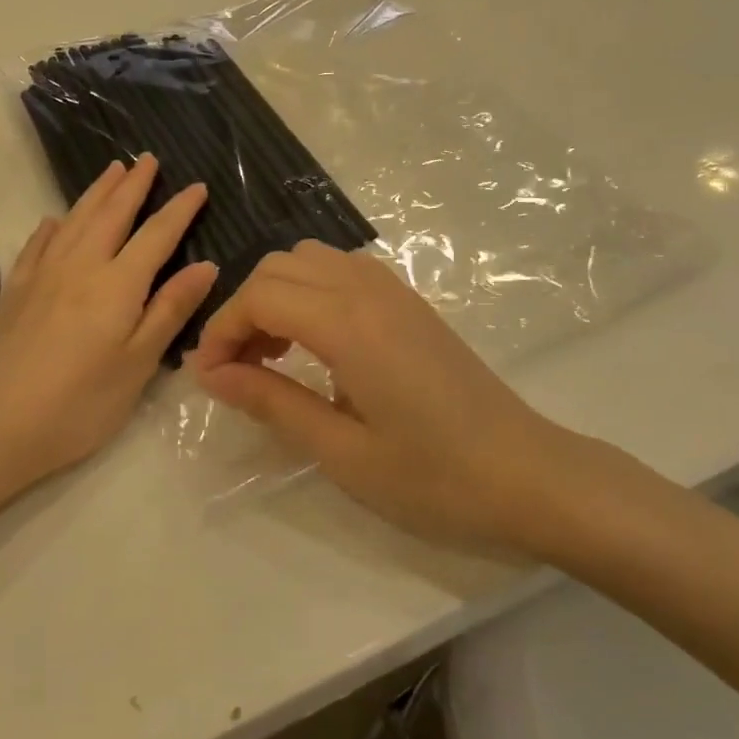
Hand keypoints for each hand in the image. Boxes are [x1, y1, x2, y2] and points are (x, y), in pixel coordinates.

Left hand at [0, 155, 216, 492]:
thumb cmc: (81, 404)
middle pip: (112, 214)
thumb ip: (170, 310)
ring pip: (75, 220)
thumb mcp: (138, 364)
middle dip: (134, 185)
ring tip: (112, 170)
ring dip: (96, 192)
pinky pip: (38, 244)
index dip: (179, 210)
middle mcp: (80, 266)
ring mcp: (42, 275)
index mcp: (117, 284)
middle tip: (148, 159)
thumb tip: (206, 266)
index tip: (197, 187)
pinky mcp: (16, 291)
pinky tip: (55, 221)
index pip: (156, 235)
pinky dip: (53, 226)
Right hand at [192, 241, 622, 550]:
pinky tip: (319, 347)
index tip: (209, 378)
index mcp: (349, 324)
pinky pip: (343, 272)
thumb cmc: (434, 477)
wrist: (529, 475)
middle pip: (279, 267)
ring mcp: (395, 291)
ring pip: (311, 260)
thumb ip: (272, 402)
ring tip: (275, 356)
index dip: (222, 331)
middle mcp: (368, 290)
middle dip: (245, 310)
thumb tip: (213, 374)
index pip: (260, 297)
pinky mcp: (411, 304)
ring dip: (279, 296)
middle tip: (240, 370)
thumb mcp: (342, 451)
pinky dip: (312, 293)